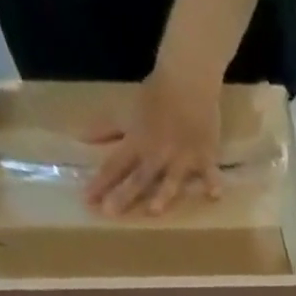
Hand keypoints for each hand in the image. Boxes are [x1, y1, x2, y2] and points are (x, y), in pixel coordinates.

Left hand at [83, 68, 224, 216]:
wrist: (187, 81)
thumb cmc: (156, 95)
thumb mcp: (127, 110)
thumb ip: (107, 128)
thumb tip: (81, 138)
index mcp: (137, 142)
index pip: (114, 166)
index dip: (100, 183)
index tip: (87, 200)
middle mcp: (158, 154)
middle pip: (138, 178)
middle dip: (123, 195)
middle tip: (109, 214)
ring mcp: (183, 157)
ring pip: (171, 180)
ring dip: (162, 194)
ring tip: (154, 211)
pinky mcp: (205, 157)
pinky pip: (209, 173)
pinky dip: (212, 182)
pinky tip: (214, 195)